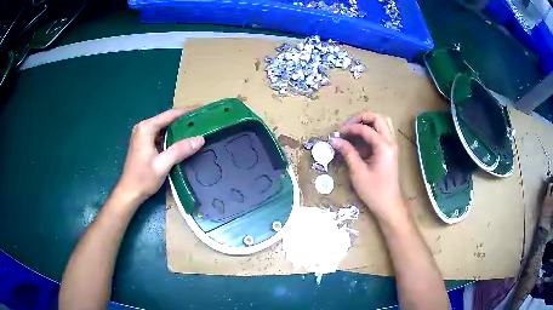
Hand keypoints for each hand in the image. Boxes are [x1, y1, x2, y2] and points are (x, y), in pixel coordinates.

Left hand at [116, 108, 204, 202]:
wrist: (129, 192)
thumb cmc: (143, 178)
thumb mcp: (163, 164)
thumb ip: (180, 150)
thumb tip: (200, 139)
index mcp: (146, 128)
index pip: (170, 115)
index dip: (187, 111)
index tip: (202, 109)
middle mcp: (143, 127)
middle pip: (167, 119)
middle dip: (184, 119)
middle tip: (202, 120)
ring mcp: (142, 135)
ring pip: (164, 127)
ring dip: (178, 128)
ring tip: (196, 129)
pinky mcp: (143, 142)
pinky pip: (160, 134)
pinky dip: (171, 136)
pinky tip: (182, 140)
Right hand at [330, 111, 404, 221]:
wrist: (389, 204)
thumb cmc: (374, 191)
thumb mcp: (358, 172)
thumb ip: (347, 153)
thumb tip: (335, 140)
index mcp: (384, 146)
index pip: (366, 129)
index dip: (350, 128)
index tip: (338, 133)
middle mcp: (390, 142)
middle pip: (378, 118)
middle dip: (361, 118)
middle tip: (347, 127)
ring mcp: (391, 146)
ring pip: (383, 123)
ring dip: (368, 123)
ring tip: (354, 130)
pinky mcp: (389, 151)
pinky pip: (382, 133)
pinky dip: (371, 131)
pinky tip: (360, 141)